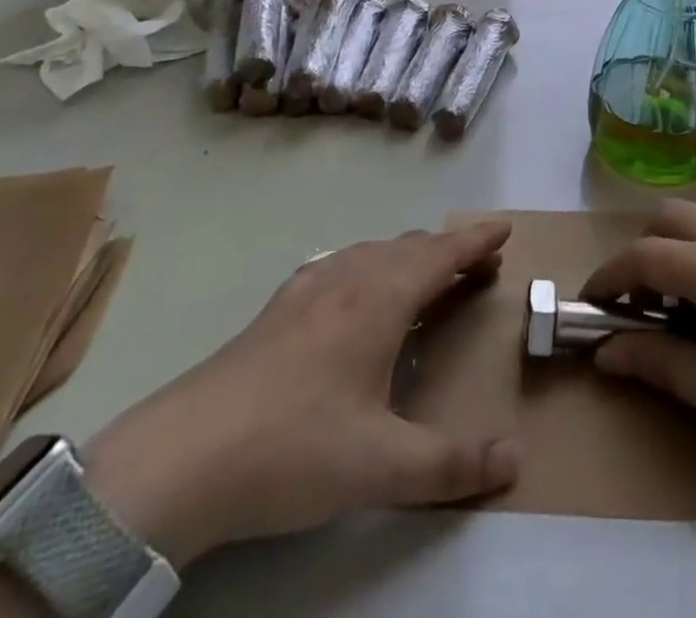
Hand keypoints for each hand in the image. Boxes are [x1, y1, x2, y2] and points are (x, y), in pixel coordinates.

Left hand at [81, 222, 520, 567]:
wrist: (182, 457)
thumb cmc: (294, 449)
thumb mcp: (381, 467)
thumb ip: (451, 465)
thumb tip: (513, 461)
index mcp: (380, 299)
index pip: (441, 253)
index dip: (476, 239)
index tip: (504, 228)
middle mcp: (348, 279)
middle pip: (410, 248)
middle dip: (450, 251)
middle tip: (480, 267)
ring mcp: (308, 289)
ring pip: (373, 253)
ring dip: (410, 258)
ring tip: (427, 278)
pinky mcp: (279, 308)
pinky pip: (341, 266)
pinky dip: (370, 267)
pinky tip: (356, 292)